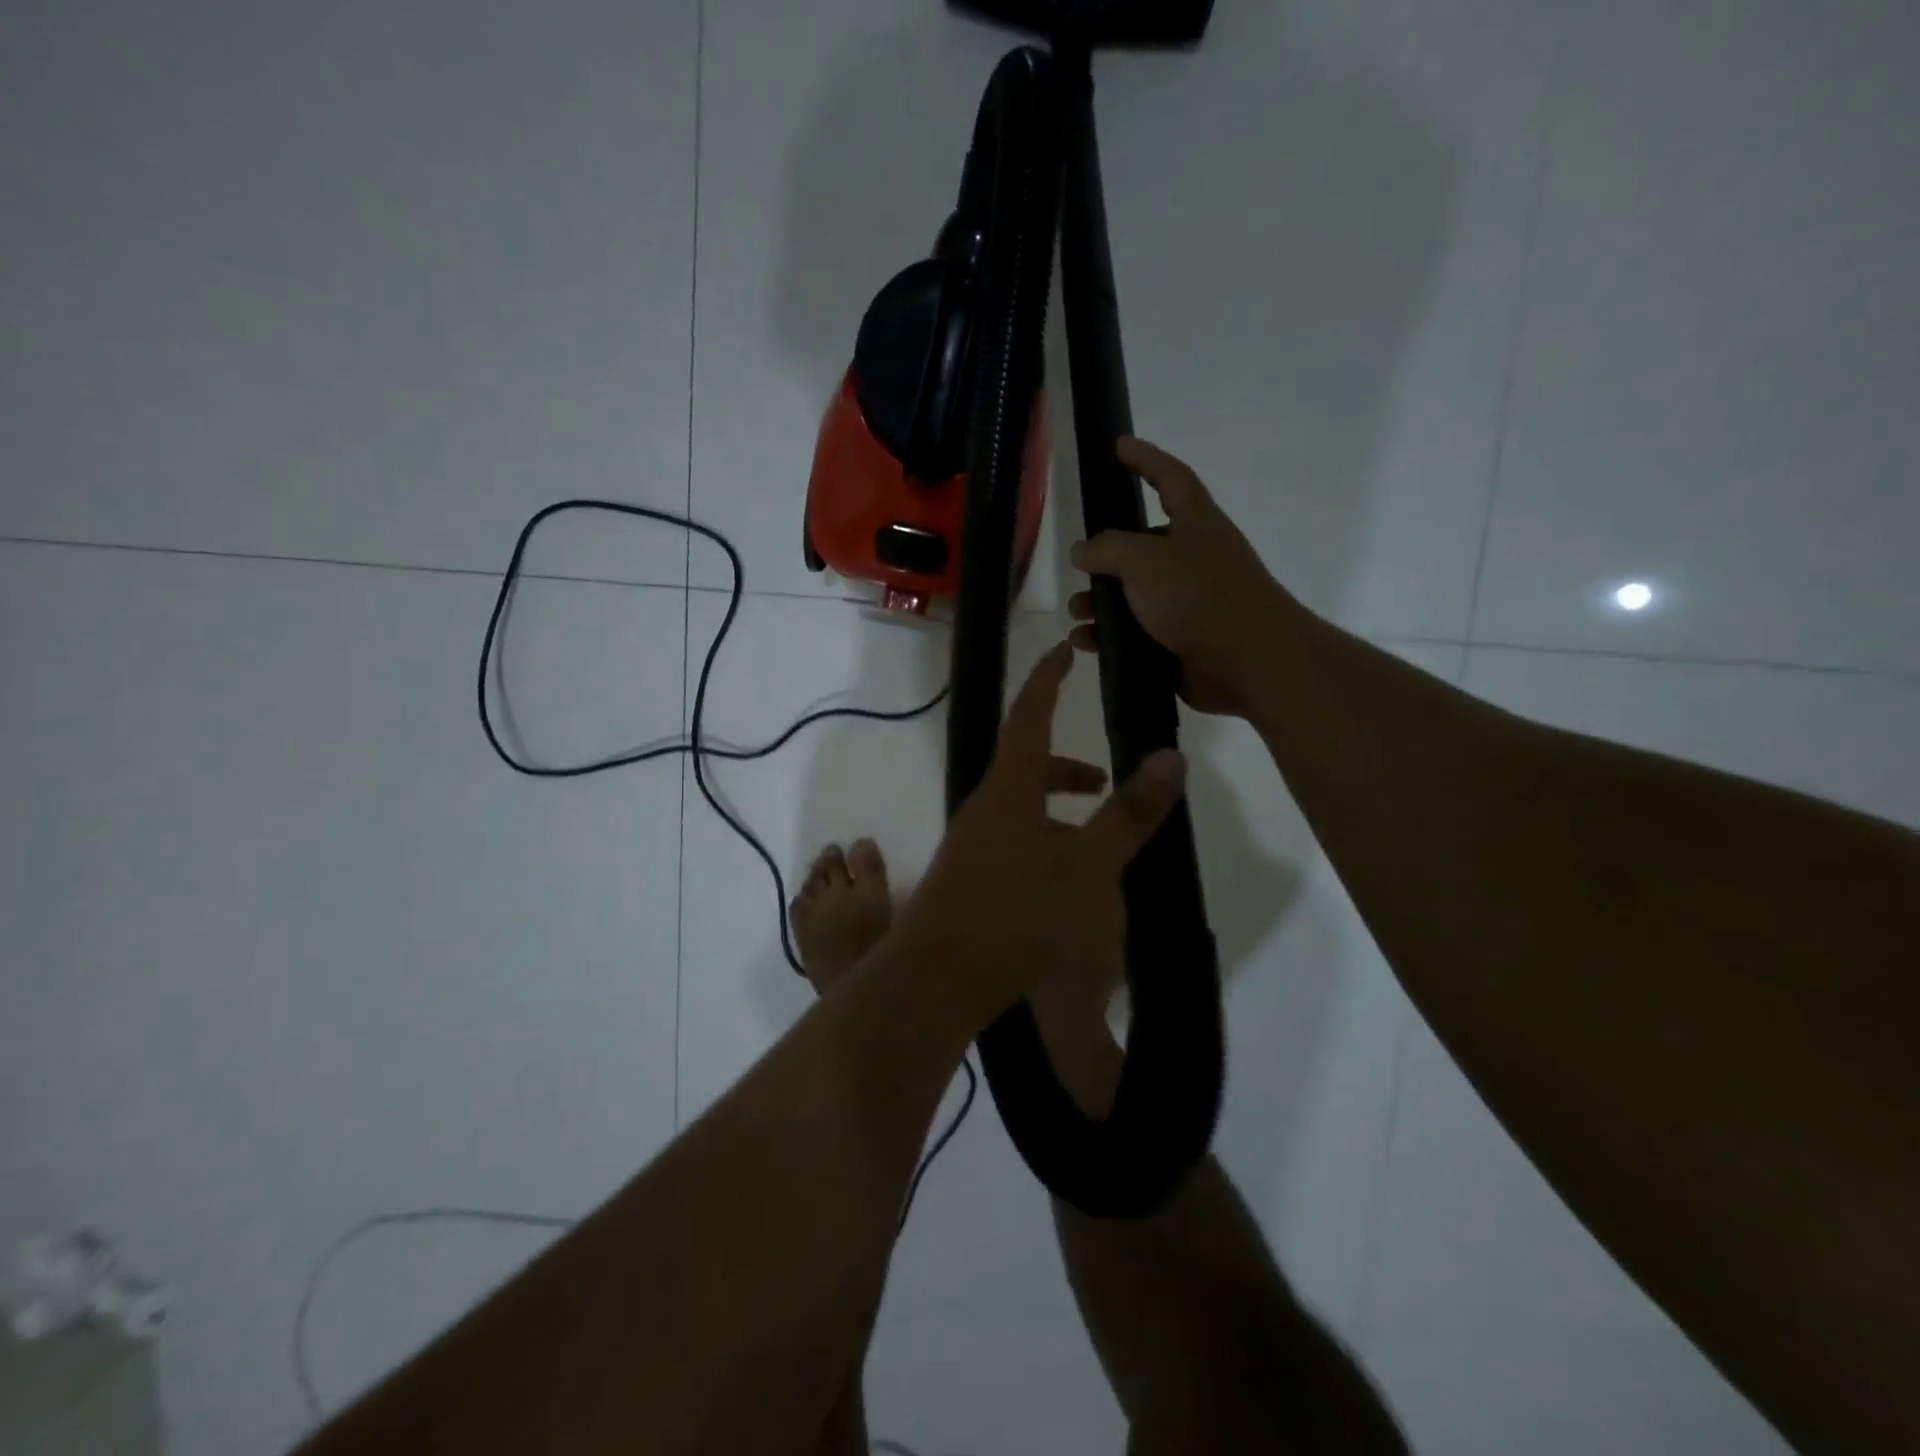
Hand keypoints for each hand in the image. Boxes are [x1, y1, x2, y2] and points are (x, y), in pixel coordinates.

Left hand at [894, 643, 1187, 1024]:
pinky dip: (1043, 841)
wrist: (937, 978)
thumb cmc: (1016, 914)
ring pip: (1020, 807)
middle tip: (1106, 781)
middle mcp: (984, 806)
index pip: (1029, 714)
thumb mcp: (1086, 866)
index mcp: (1009, 788)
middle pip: (1027, 764)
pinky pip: (1011, 840)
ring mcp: (971, 843)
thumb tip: (1172, 757)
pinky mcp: (968, 877)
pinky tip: (1063, 885)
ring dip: (1058, 810)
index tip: (1063, 649)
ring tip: (1096, 843)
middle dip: (1068, 766)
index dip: (1048, 679)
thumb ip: (1128, 814)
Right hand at [1068, 435, 1292, 717]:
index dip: (1145, 459)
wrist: (1248, 661)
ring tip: (1078, 612)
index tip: (1119, 446)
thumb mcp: (1145, 560)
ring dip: (1101, 601)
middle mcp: (1193, 559)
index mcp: (1196, 525)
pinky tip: (1085, 642)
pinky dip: (1108, 636)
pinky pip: (1135, 633)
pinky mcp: (1179, 642)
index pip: (1170, 478)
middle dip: (1107, 556)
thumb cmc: (1200, 596)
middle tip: (1079, 566)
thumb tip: (1083, 550)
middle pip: (1143, 546)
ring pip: (1134, 594)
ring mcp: (1187, 603)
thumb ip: (1108, 549)